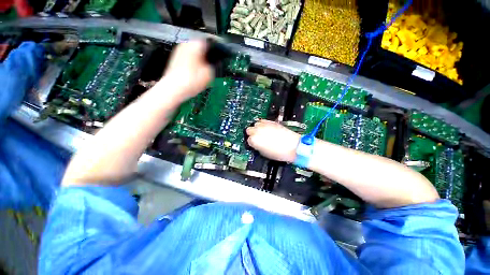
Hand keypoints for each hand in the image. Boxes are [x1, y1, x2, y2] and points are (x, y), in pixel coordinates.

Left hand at [156, 40, 213, 102]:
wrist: (174, 89)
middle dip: (207, 55)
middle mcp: (186, 44)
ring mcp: (178, 51)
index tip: (219, 56)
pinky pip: (188, 58)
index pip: (209, 42)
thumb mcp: (209, 73)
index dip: (216, 49)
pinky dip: (193, 63)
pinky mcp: (175, 60)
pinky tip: (195, 73)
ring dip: (200, 60)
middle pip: (200, 47)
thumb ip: (213, 65)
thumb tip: (214, 62)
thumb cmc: (192, 80)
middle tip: (212, 65)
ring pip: (193, 53)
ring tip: (204, 71)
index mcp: (195, 45)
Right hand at [246, 120, 300, 162]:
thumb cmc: (280, 152)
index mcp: (254, 140)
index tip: (255, 144)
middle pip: (249, 130)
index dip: (252, 142)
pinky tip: (267, 129)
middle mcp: (258, 131)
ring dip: (257, 128)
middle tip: (257, 137)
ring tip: (263, 133)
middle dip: (252, 134)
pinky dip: (264, 124)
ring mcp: (265, 125)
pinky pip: (263, 121)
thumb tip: (256, 144)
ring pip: (255, 124)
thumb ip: (257, 147)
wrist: (293, 146)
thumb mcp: (264, 153)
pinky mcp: (272, 122)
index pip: (248, 139)